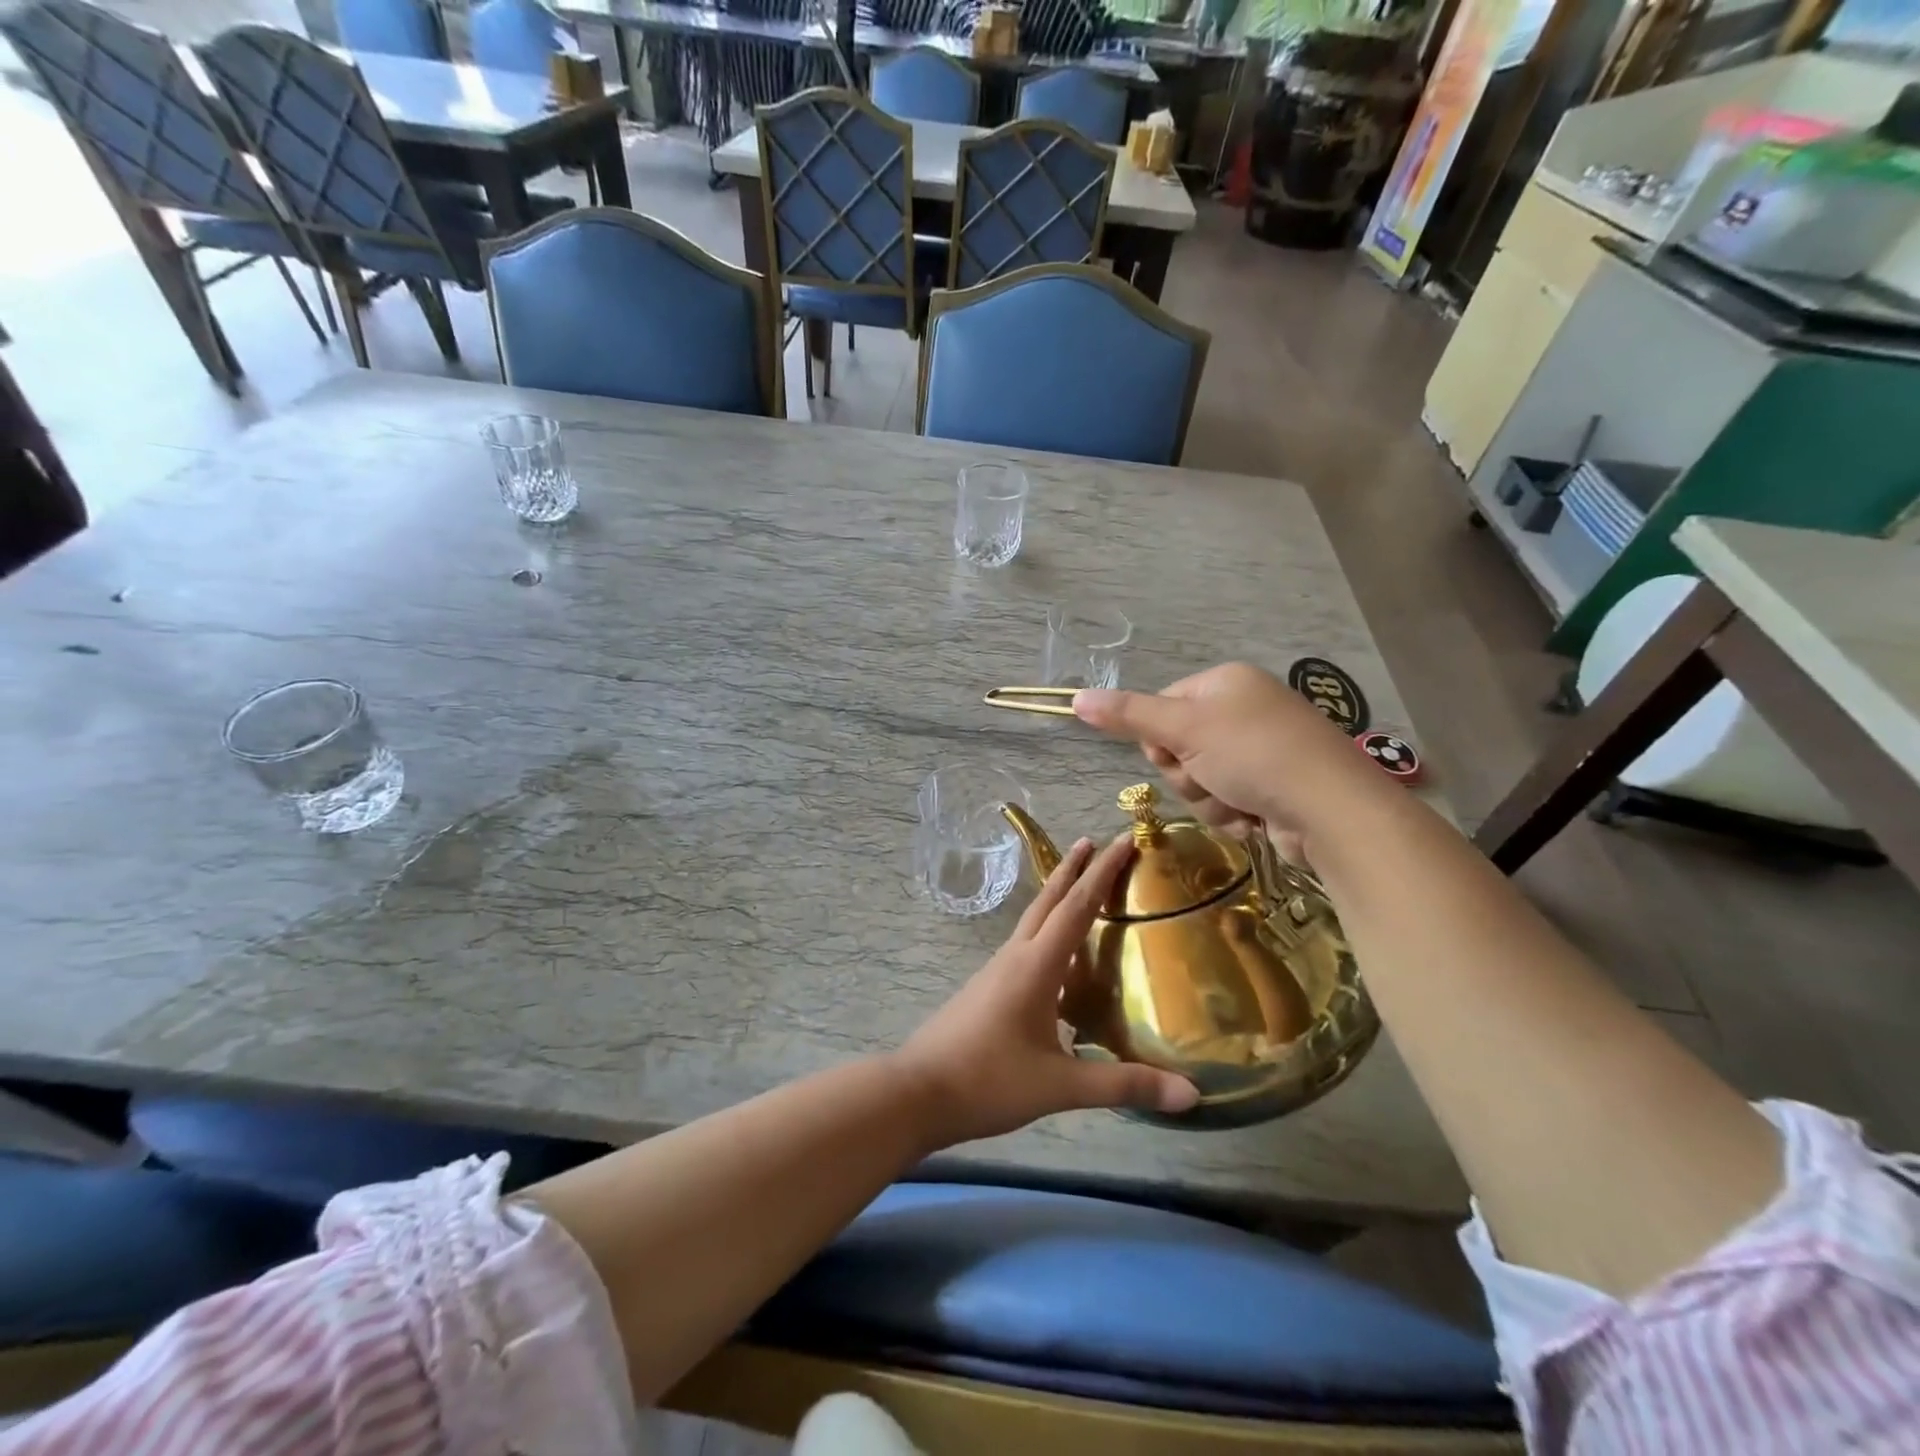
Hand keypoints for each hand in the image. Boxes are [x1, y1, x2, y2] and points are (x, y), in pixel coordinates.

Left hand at [895, 836, 1197, 1149]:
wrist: (917, 1093)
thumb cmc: (988, 1081)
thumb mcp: (1059, 1086)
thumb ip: (1123, 1084)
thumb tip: (1191, 1093)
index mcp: (1036, 966)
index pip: (1078, 907)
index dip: (1103, 872)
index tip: (1124, 839)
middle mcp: (1016, 956)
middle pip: (1049, 900)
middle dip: (1073, 869)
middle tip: (1094, 841)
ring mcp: (997, 971)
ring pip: (1034, 920)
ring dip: (1058, 897)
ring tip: (1080, 886)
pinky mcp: (988, 988)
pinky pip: (1026, 946)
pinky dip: (1047, 932)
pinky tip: (1058, 957)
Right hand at [1072, 662, 1384, 834]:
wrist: (1330, 809)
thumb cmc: (1254, 755)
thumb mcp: (1184, 730)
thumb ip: (1128, 715)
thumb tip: (1074, 698)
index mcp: (1224, 683)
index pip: (1161, 707)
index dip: (1160, 738)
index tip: (1177, 751)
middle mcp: (1242, 711)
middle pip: (1178, 748)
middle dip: (1188, 774)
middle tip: (1211, 777)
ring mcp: (1260, 750)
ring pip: (1199, 781)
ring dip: (1210, 800)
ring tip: (1239, 801)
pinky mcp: (1271, 787)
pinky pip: (1225, 801)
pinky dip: (1233, 814)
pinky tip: (1255, 817)